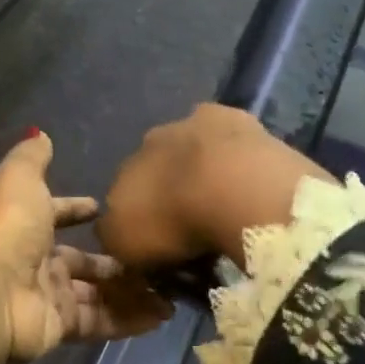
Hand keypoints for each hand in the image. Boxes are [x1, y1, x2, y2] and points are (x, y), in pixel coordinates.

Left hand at [0, 131, 174, 363]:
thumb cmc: (8, 228)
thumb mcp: (20, 179)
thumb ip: (32, 157)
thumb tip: (40, 134)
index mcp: (25, 223)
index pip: (55, 215)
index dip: (76, 210)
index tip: (102, 209)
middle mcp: (36, 260)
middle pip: (81, 260)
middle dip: (114, 258)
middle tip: (153, 255)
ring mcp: (49, 295)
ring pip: (96, 292)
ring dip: (130, 290)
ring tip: (170, 290)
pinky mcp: (61, 326)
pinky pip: (101, 320)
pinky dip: (130, 319)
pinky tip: (162, 314)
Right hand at [96, 105, 331, 272]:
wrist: (233, 186)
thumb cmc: (174, 221)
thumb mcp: (126, 245)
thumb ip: (114, 235)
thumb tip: (114, 231)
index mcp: (125, 166)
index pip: (124, 189)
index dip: (140, 214)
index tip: (158, 238)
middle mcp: (154, 138)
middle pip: (157, 163)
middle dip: (170, 186)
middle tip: (192, 219)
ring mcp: (197, 122)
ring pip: (193, 147)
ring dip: (204, 168)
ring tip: (226, 201)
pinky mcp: (238, 119)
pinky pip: (232, 139)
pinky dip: (236, 156)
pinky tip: (250, 179)